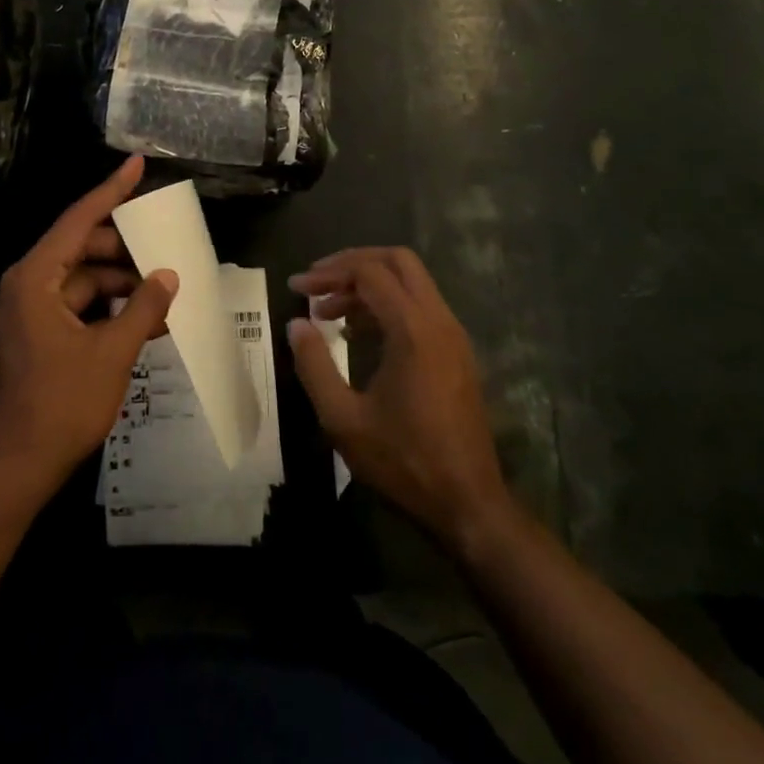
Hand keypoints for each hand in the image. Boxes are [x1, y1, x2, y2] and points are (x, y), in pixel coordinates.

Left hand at [0, 156, 178, 503]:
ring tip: (163, 295)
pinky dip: (105, 309)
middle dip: (124, 251)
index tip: (137, 165)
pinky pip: (73, 307)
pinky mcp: (31, 337)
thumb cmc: (61, 404)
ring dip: (119, 286)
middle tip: (166, 251)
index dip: (111, 190)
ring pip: (80, 281)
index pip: (78, 219)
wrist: (12, 469)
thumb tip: (168, 275)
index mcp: (34, 278)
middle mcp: (24, 285)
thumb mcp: (112, 353)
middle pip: (80, 250)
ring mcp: (25, 313)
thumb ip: (143, 308)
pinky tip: (140, 321)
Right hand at [287, 247, 511, 548]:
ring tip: (327, 312)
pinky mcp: (457, 352)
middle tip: (317, 283)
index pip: (369, 272)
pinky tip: (357, 333)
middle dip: (353, 263)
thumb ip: (314, 365)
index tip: (296, 288)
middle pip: (397, 261)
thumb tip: (296, 324)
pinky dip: (388, 303)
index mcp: (412, 330)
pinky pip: (421, 306)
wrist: (467, 502)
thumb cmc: (403, 461)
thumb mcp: (343, 418)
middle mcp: (439, 321)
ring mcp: (453, 335)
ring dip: (369, 284)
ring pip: (412, 282)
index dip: (328, 274)